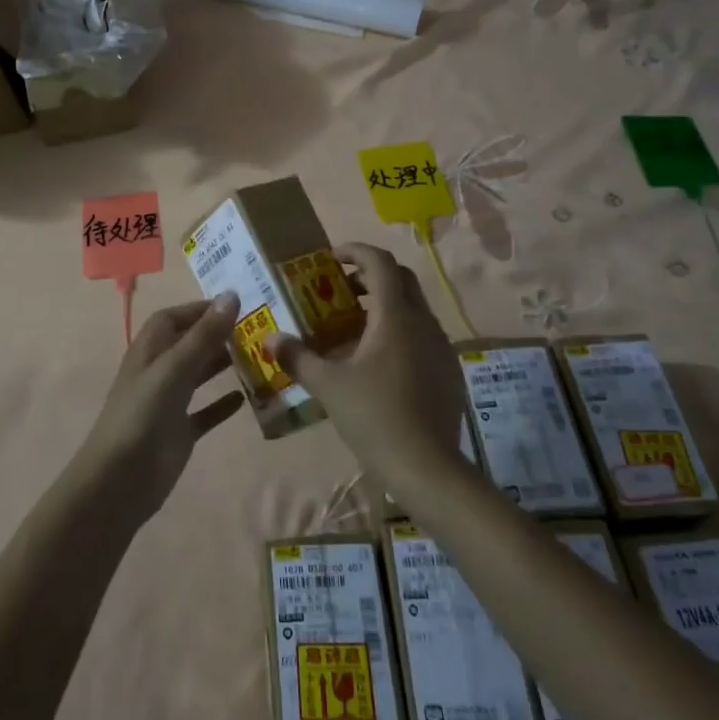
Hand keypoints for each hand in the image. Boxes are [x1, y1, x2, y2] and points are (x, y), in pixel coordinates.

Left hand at [78, 294, 244, 514]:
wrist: (120, 480)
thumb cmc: (142, 415)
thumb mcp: (174, 368)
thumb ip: (204, 335)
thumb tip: (231, 295)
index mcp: (149, 351)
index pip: (173, 318)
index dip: (199, 309)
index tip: (234, 305)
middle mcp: (158, 372)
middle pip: (188, 344)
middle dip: (216, 335)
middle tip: (254, 331)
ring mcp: (168, 404)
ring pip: (198, 375)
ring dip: (222, 365)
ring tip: (256, 357)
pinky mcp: (178, 432)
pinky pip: (204, 412)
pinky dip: (222, 404)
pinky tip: (246, 399)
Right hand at [267, 244, 468, 495]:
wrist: (427, 468)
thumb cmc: (374, 416)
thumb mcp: (328, 386)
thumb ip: (298, 357)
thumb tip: (270, 339)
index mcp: (395, 316)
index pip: (380, 262)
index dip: (355, 251)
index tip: (331, 258)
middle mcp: (424, 322)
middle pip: (401, 279)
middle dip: (370, 276)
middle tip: (341, 290)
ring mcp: (441, 346)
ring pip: (413, 308)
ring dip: (385, 305)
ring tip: (353, 327)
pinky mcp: (448, 370)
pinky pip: (422, 335)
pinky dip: (399, 331)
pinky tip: (378, 362)